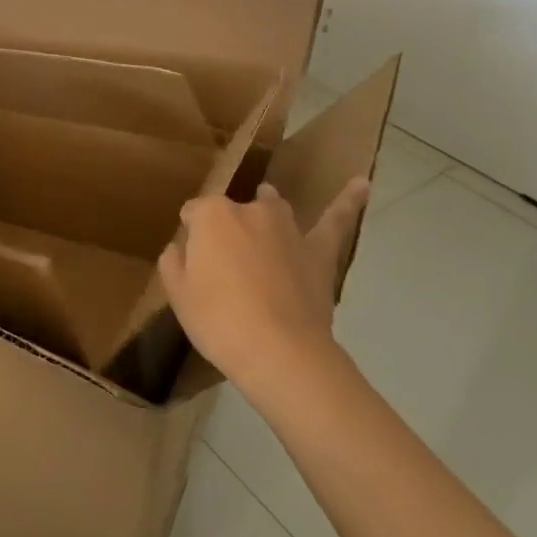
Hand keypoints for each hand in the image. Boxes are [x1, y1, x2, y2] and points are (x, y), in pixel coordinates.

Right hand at [158, 177, 370, 396]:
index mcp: (212, 216)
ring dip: (265, 214)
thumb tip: (180, 247)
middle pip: (232, 212)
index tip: (191, 260)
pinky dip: (348, 201)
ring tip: (261, 227)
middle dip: (226, 230)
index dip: (191, 235)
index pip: (194, 213)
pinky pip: (335, 221)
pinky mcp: (318, 251)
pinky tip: (362, 183)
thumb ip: (174, 262)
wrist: (279, 353)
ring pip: (273, 209)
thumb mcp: (178, 295)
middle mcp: (249, 210)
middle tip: (223, 267)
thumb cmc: (219, 321)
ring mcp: (287, 228)